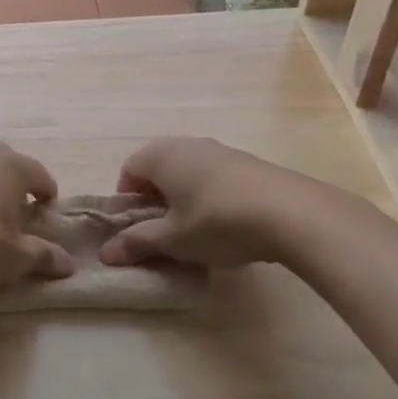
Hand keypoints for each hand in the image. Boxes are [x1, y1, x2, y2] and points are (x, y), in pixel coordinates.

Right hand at [99, 137, 349, 269]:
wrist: (292, 213)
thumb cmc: (218, 221)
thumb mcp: (173, 239)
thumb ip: (137, 243)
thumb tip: (105, 254)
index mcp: (161, 155)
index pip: (128, 170)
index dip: (127, 201)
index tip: (138, 229)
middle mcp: (186, 144)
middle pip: (157, 169)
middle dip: (155, 200)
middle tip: (164, 232)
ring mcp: (219, 150)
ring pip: (187, 172)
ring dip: (183, 198)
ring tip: (196, 232)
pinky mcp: (246, 162)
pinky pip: (213, 176)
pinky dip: (209, 196)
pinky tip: (226, 224)